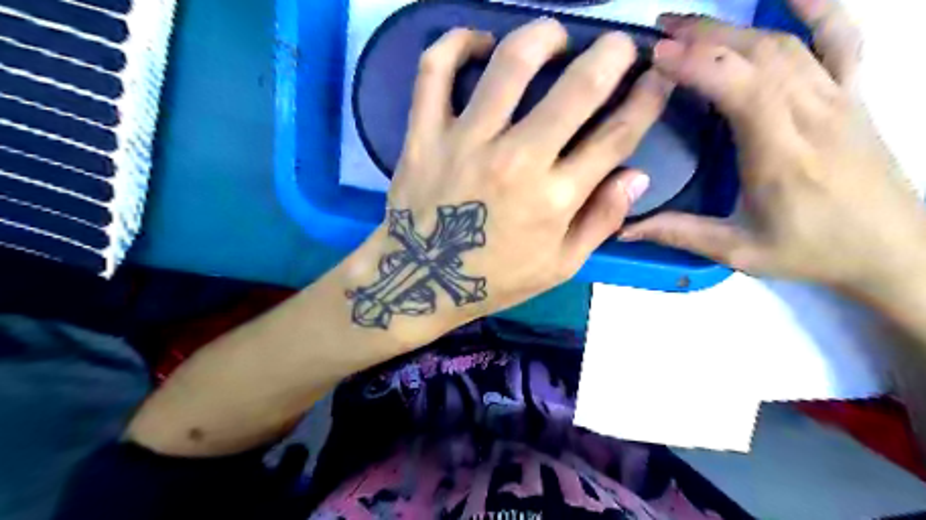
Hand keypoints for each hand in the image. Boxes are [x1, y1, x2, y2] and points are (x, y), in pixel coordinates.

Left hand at [349, 18, 674, 333]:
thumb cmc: (493, 278)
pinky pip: (435, 71)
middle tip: (617, 45)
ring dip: (542, 35)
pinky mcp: (424, 134)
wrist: (421, 280)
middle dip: (611, 55)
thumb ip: (601, 222)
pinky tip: (478, 41)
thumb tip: (636, 176)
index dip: (646, 99)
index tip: (656, 78)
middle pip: (577, 89)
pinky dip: (455, 42)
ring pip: (510, 63)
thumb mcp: (559, 266)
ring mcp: (466, 142)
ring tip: (553, 37)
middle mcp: (516, 161)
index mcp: (554, 198)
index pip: (616, 136)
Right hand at [622, 0, 924, 295]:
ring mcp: (837, 98)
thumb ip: (679, 234)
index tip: (656, 57)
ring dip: (733, 25)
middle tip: (658, 33)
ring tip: (688, 22)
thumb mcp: (738, 252)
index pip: (741, 88)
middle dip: (703, 35)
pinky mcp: (852, 94)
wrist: (890, 249)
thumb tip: (622, 229)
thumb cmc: (811, 251)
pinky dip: (819, 7)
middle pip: (757, 54)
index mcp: (780, 153)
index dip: (697, 64)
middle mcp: (811, 114)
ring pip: (784, 43)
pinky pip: (843, 38)